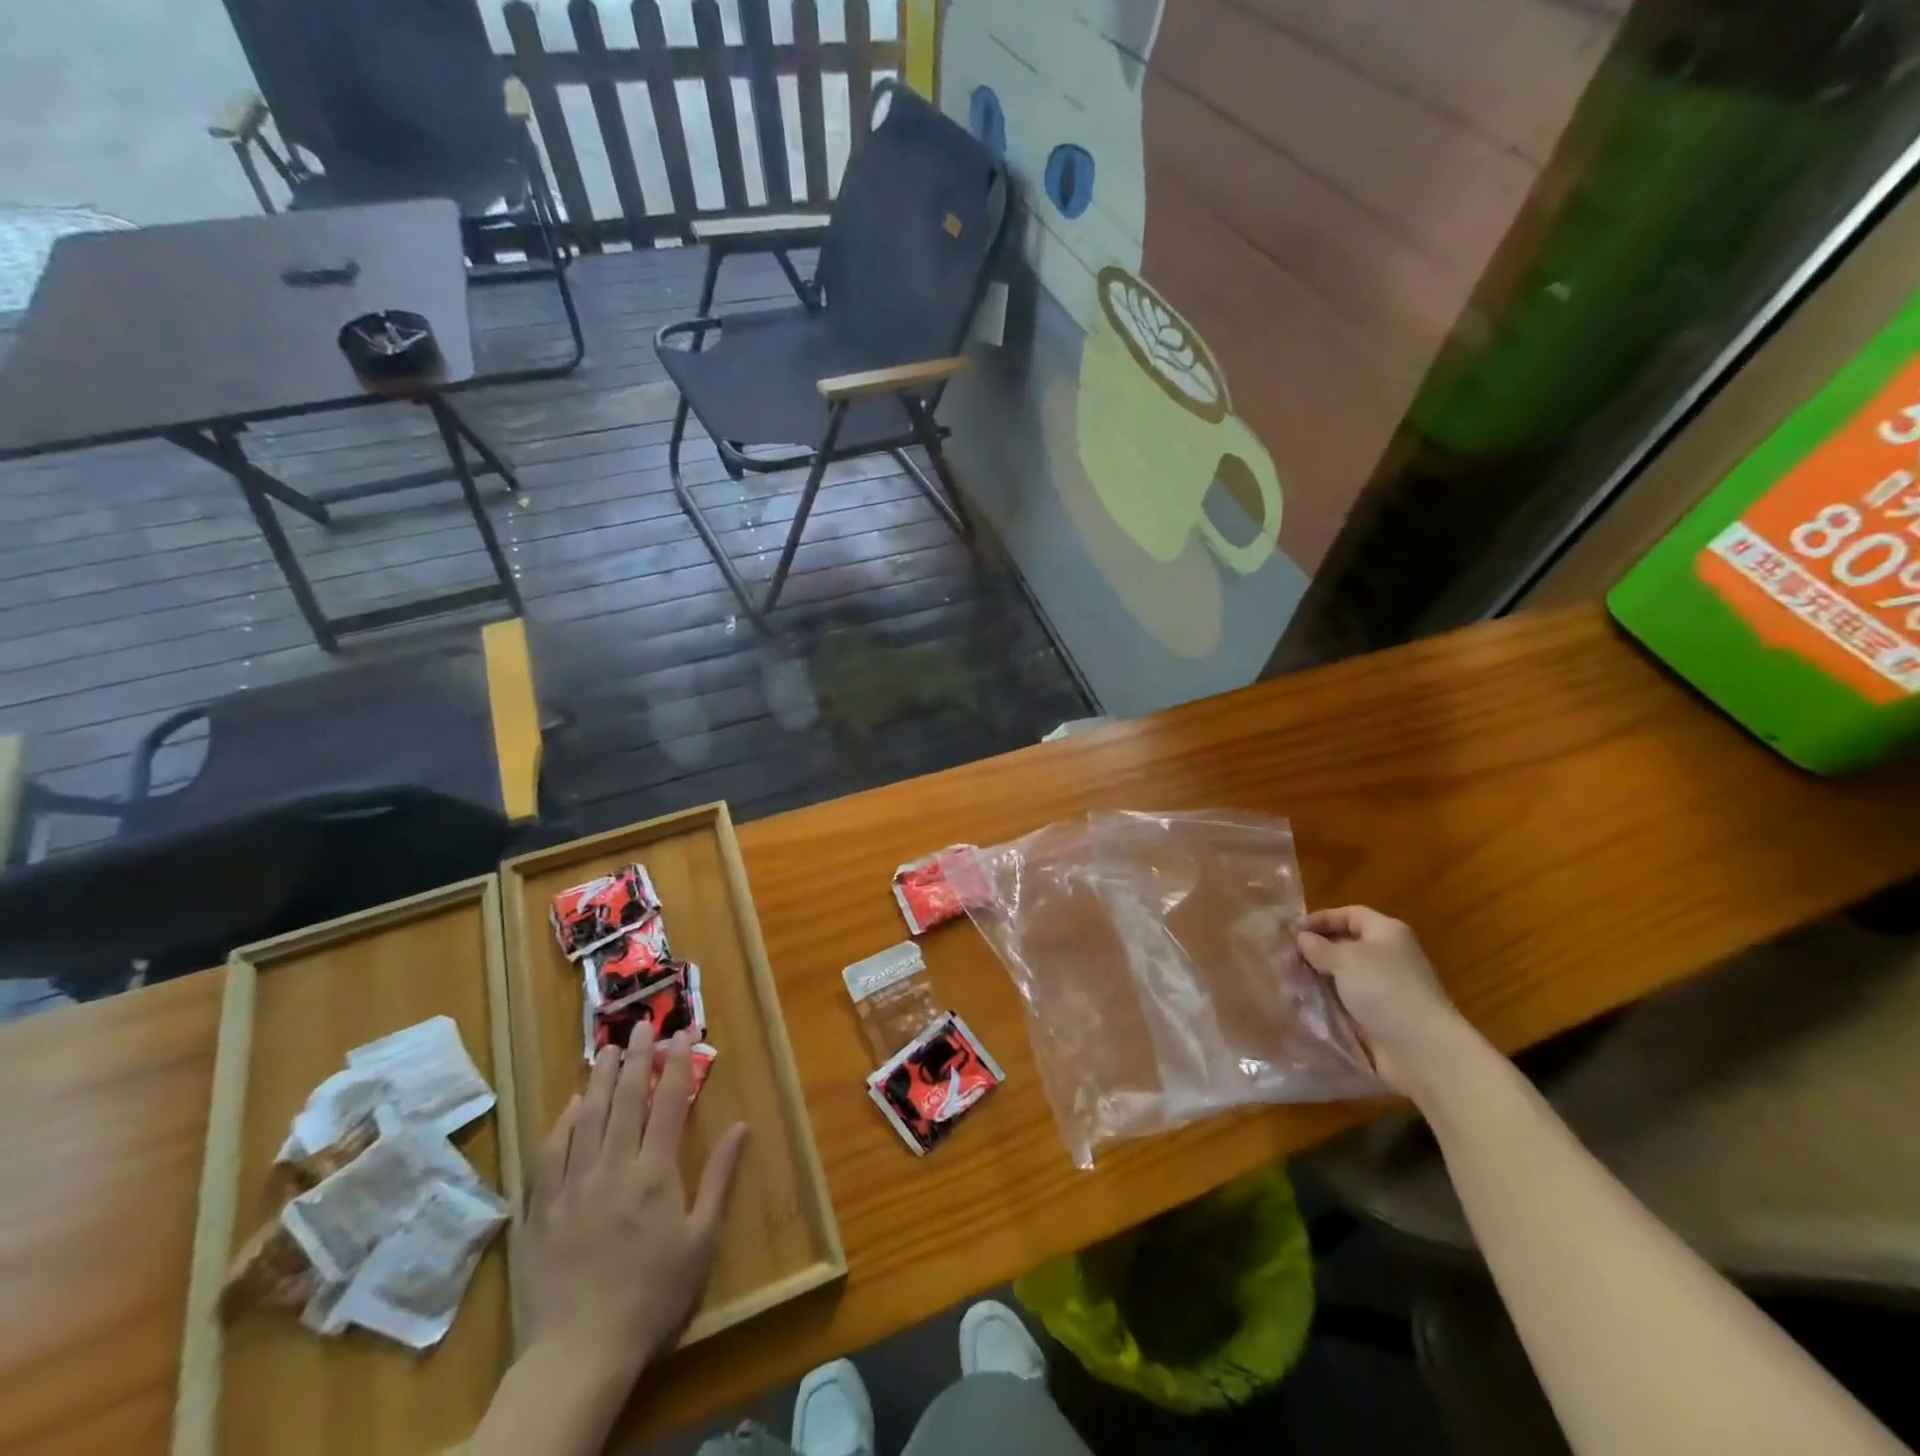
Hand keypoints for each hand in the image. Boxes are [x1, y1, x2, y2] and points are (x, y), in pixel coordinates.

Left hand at [522, 1027, 747, 1386]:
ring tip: (608, 1049)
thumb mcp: (702, 1240)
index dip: (677, 1064)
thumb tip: (742, 1126)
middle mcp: (614, 1167)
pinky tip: (572, 1104)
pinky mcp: (544, 1208)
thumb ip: (719, 1177)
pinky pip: (552, 1152)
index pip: (669, 1103)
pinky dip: (564, 1122)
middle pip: (627, 1100)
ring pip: (589, 1117)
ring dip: (602, 1079)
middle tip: (642, 1026)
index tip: (682, 1034)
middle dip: (638, 1058)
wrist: (580, 1351)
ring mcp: (574, 1185)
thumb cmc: (653, 1295)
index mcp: (655, 1173)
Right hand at [1296, 906, 1472, 1093]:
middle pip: (1345, 944)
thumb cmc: (1384, 990)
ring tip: (1289, 980)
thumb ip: (1318, 947)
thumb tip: (1302, 938)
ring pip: (1343, 974)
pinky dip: (1328, 1000)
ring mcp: (1384, 987)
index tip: (1291, 931)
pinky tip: (1304, 1003)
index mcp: (1386, 932)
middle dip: (1316, 950)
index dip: (1320, 919)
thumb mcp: (1345, 959)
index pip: (1348, 914)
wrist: (1422, 1049)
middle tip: (1285, 957)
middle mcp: (1387, 956)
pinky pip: (1346, 1000)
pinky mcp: (1379, 1015)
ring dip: (1318, 977)